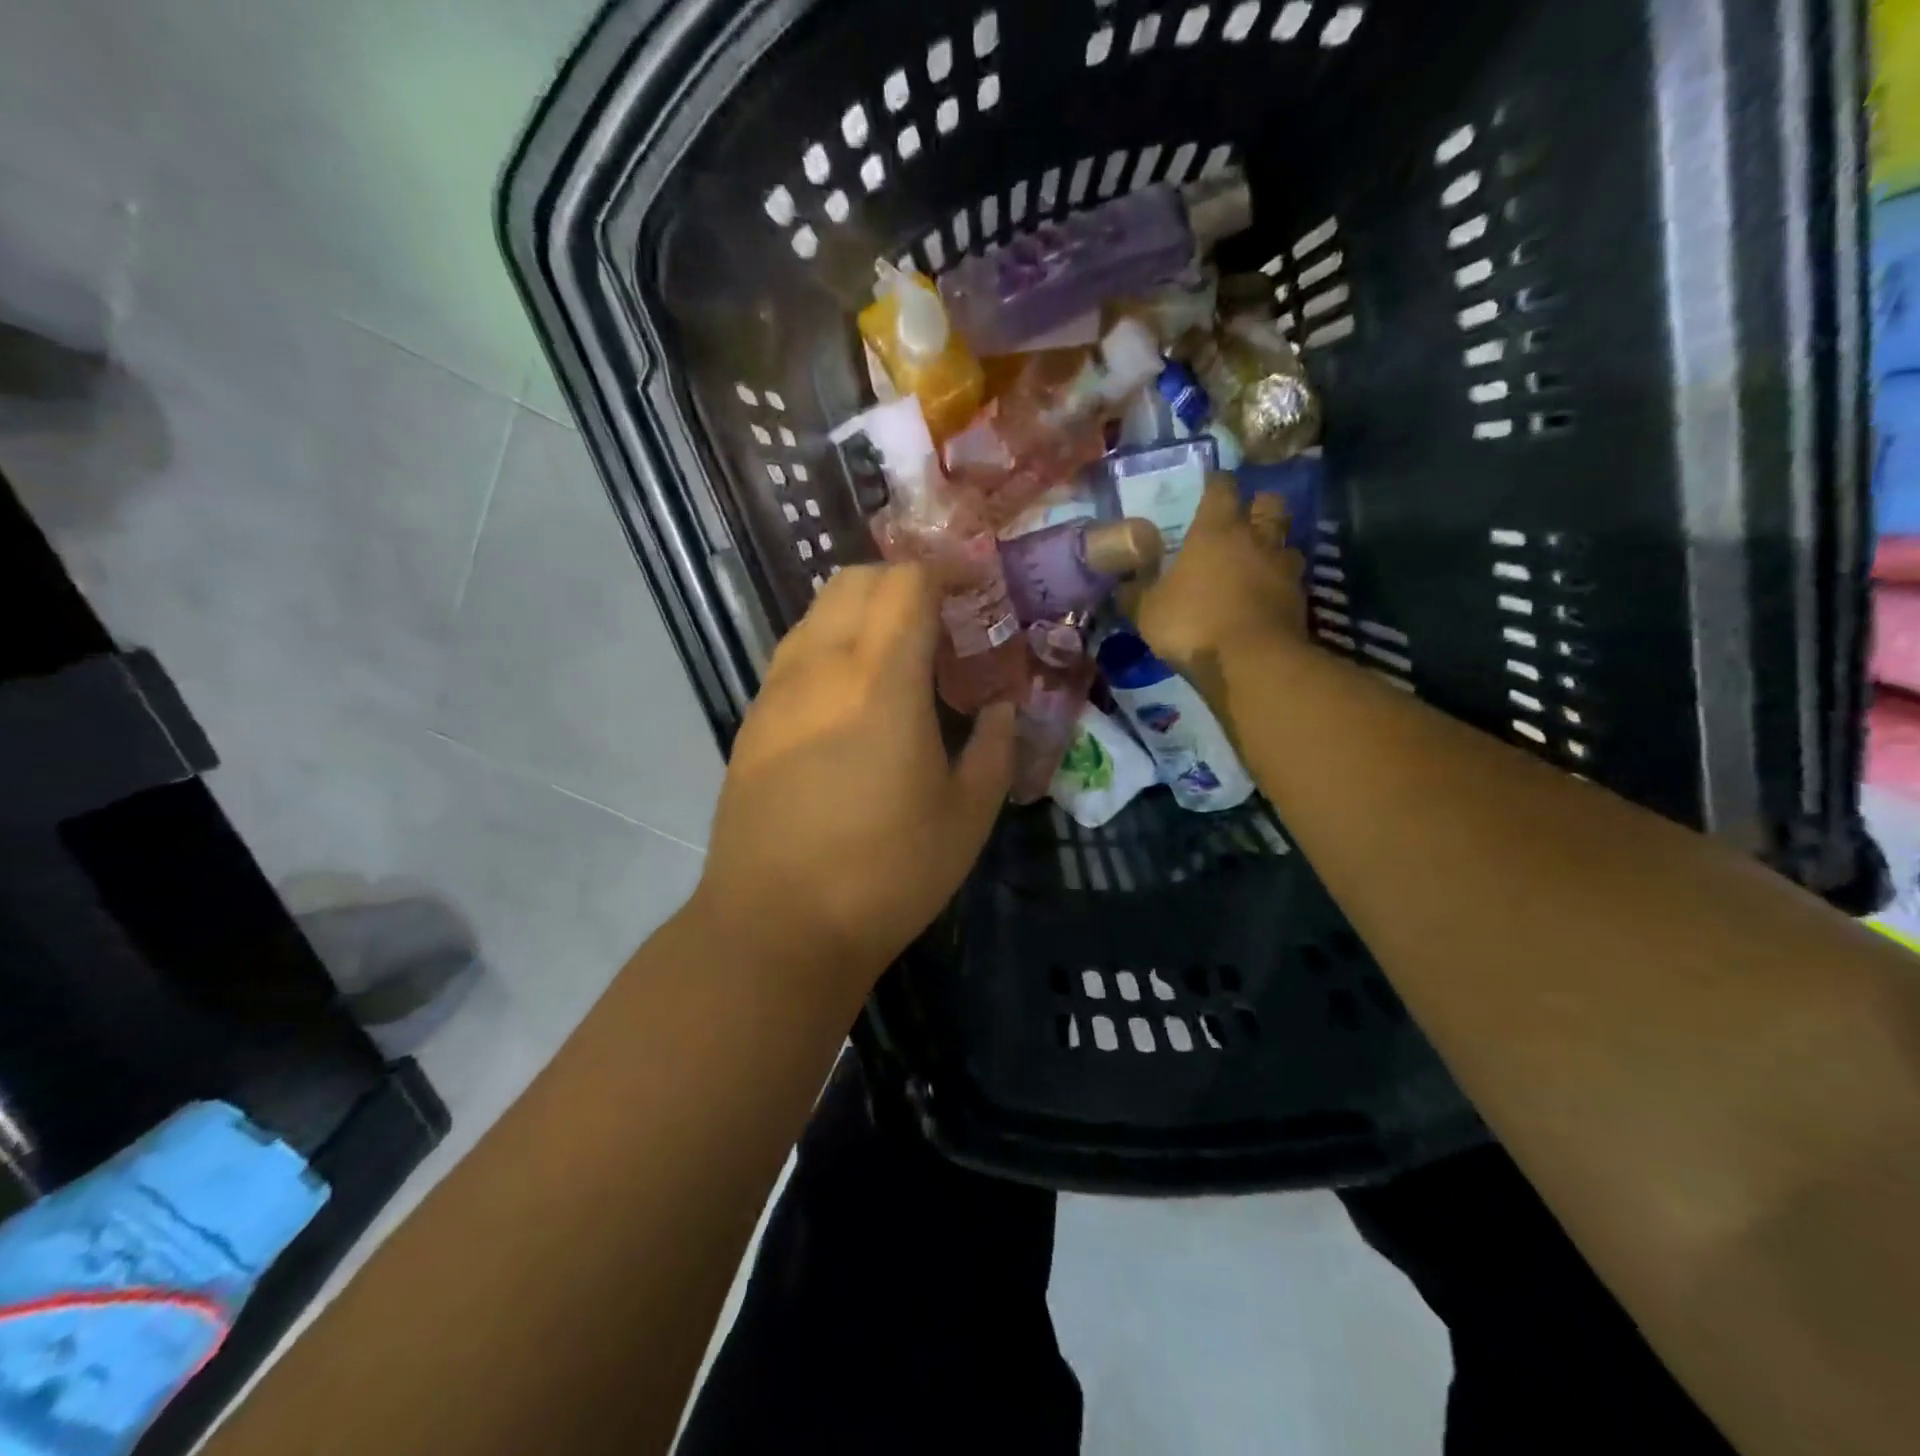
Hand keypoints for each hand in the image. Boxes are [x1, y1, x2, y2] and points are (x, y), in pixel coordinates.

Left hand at [688, 564, 1014, 988]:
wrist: (775, 925)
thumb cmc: (885, 873)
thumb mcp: (967, 815)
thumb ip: (995, 747)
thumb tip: (1003, 707)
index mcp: (881, 680)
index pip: (908, 582)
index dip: (947, 572)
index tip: (977, 591)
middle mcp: (821, 666)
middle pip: (856, 580)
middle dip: (905, 582)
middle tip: (942, 623)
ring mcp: (777, 690)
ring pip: (818, 611)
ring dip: (863, 611)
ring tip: (899, 657)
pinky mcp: (753, 720)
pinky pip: (795, 651)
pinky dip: (832, 645)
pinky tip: (852, 698)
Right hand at [1126, 472, 1306, 683]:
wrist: (1250, 663)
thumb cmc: (1192, 624)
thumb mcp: (1148, 612)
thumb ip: (1136, 594)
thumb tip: (1123, 585)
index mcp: (1216, 530)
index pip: (1222, 488)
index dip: (1216, 485)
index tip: (1209, 489)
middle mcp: (1256, 539)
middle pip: (1269, 504)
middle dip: (1258, 506)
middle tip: (1242, 521)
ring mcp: (1284, 568)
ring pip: (1286, 543)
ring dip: (1274, 548)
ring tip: (1258, 563)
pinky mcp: (1300, 600)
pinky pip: (1292, 581)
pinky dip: (1280, 585)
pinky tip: (1265, 599)